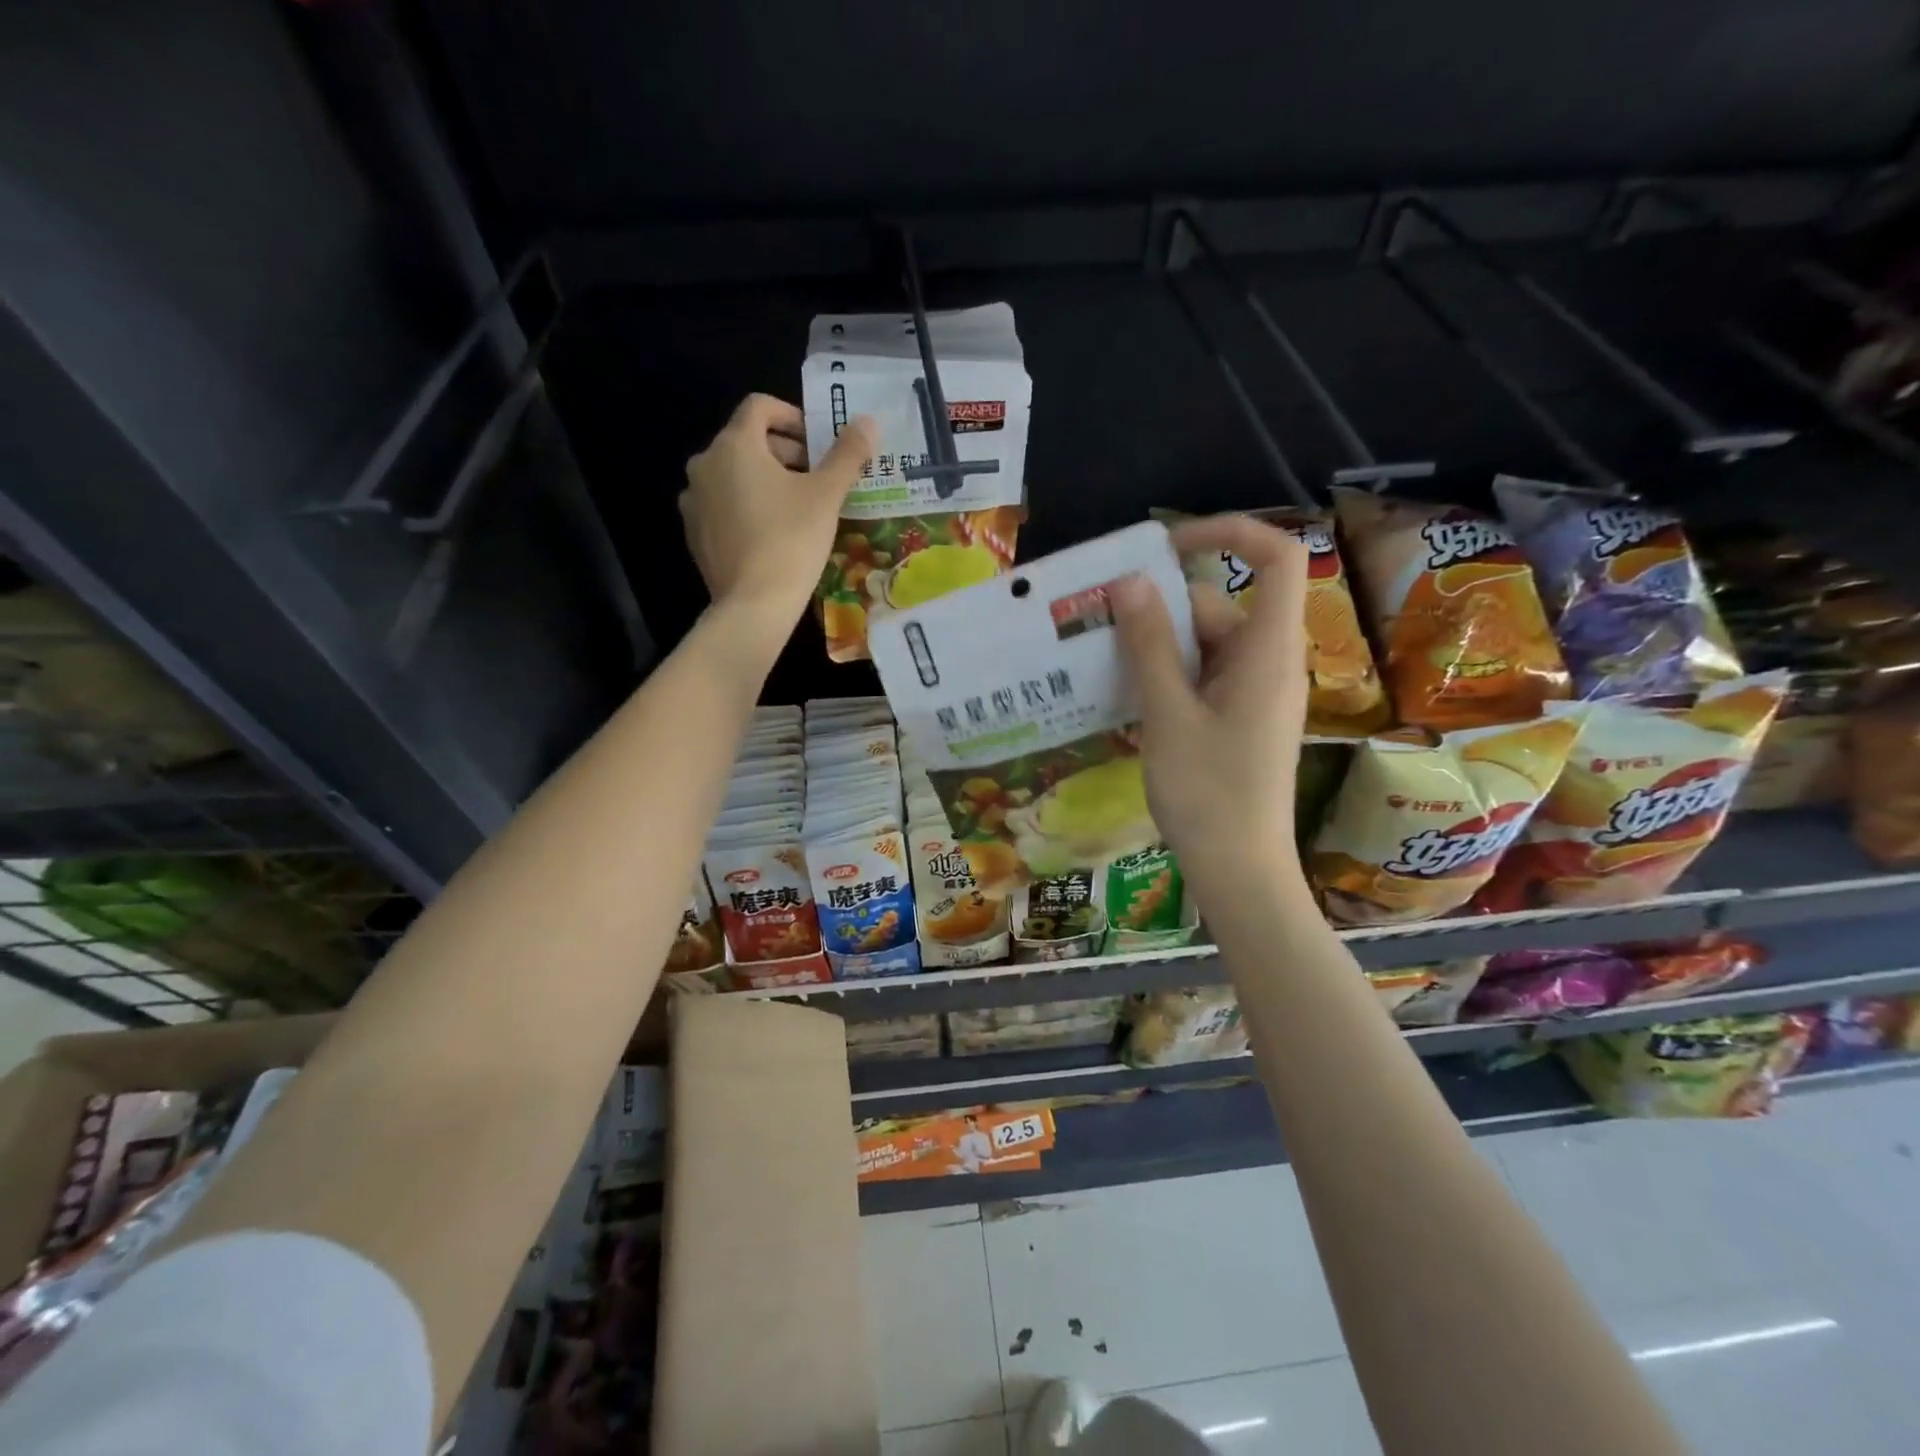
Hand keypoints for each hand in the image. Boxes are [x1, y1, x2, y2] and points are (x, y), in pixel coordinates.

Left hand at [680, 394, 875, 652]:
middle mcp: (705, 464)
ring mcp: (694, 500)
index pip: (760, 407)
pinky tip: (771, 533)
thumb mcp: (827, 495)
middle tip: (815, 478)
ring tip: (796, 507)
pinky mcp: (694, 532)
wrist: (753, 605)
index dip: (793, 416)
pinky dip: (746, 507)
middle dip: (783, 452)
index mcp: (734, 445)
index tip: (818, 443)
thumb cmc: (792, 540)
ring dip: (765, 480)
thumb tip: (868, 422)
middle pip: (746, 441)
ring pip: (733, 475)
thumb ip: (847, 454)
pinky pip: (722, 505)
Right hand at [1111, 515, 1310, 891]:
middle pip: (1217, 606)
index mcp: (1267, 650)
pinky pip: (1201, 676)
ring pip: (1202, 644)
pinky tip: (1123, 696)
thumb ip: (1148, 645)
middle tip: (1096, 624)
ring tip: (1097, 664)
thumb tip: (1131, 580)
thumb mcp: (1168, 714)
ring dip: (1154, 648)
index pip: (1275, 558)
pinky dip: (1165, 677)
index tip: (1166, 546)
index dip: (1229, 532)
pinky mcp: (1239, 718)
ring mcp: (1254, 692)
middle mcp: (1268, 662)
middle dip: (1159, 609)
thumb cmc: (1208, 793)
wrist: (1239, 871)